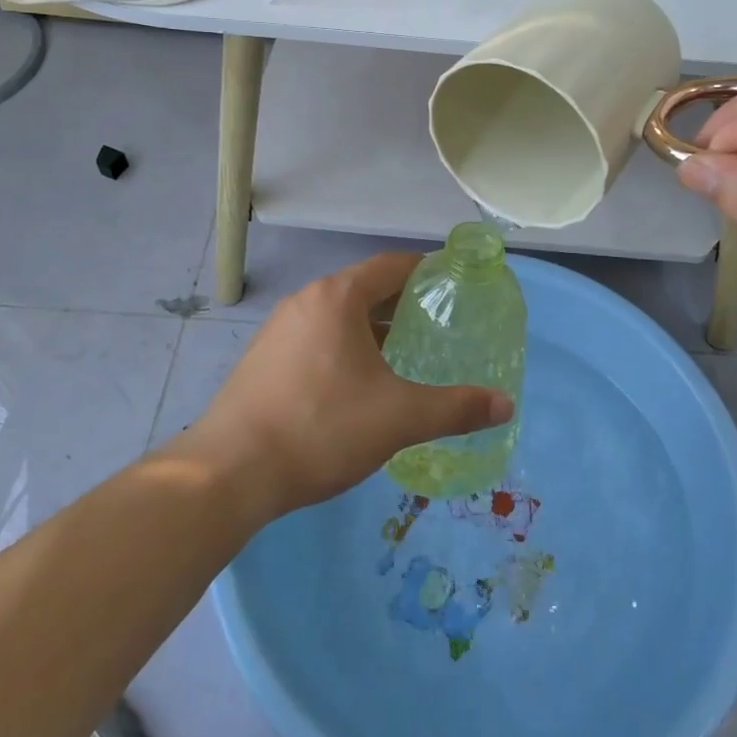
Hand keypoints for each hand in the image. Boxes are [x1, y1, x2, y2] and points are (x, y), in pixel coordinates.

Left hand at [177, 253, 514, 518]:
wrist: (231, 471)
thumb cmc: (322, 428)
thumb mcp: (398, 418)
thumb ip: (455, 408)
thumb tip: (506, 405)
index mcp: (337, 298)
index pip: (391, 266)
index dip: (425, 270)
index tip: (453, 283)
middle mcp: (306, 301)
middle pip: (363, 288)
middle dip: (401, 303)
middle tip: (437, 323)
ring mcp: (279, 329)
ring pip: (337, 315)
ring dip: (371, 327)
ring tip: (403, 352)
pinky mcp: (263, 358)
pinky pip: (315, 337)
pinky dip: (344, 346)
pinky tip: (357, 382)